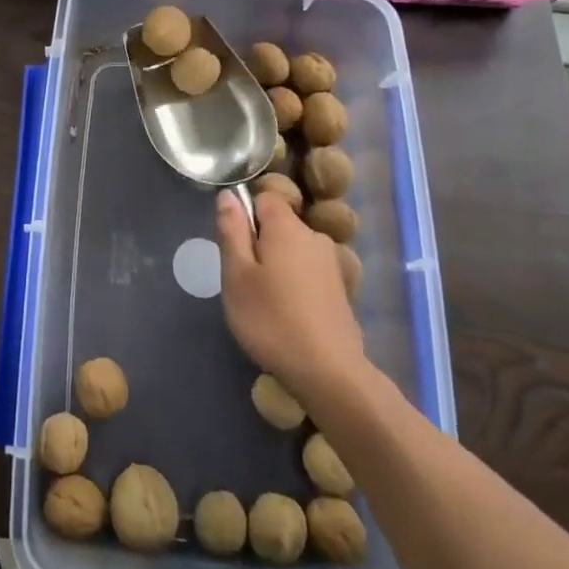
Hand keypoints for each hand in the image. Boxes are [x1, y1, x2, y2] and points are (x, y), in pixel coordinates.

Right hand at [217, 190, 369, 406]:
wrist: (330, 373)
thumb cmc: (272, 320)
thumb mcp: (237, 275)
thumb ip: (232, 230)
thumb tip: (229, 194)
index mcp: (287, 227)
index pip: (263, 198)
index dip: (244, 216)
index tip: (235, 248)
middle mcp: (314, 237)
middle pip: (278, 225)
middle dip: (258, 245)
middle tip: (244, 282)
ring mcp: (330, 264)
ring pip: (291, 251)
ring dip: (275, 267)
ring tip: (264, 304)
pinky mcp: (339, 291)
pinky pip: (306, 273)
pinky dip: (293, 286)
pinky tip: (287, 317)